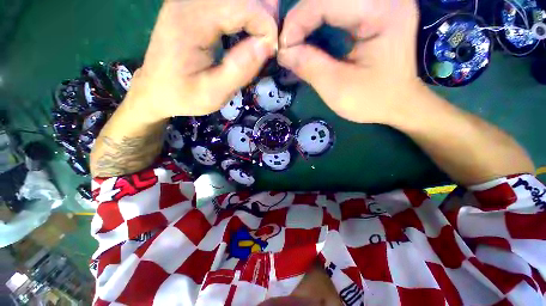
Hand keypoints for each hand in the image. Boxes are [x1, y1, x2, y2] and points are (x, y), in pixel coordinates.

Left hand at [128, 0, 278, 120]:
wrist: (154, 89)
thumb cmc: (182, 96)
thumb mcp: (214, 93)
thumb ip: (240, 69)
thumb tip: (268, 45)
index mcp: (191, 21)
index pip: (242, 6)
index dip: (266, 26)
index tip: (273, 52)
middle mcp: (188, 0)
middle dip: (264, 17)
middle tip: (270, 46)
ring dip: (257, 14)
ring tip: (264, 39)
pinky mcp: (194, 5)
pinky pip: (228, 2)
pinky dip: (245, 14)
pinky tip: (250, 29)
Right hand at [278, 0, 423, 124]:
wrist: (399, 103)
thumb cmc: (373, 100)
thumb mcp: (337, 88)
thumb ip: (309, 66)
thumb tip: (283, 52)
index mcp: (383, 12)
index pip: (328, 1)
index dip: (298, 21)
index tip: (283, 48)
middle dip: (301, 19)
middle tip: (287, 45)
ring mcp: (381, 2)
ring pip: (330, 0)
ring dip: (308, 19)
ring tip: (295, 42)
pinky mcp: (374, 10)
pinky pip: (338, 8)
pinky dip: (318, 21)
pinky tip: (310, 37)